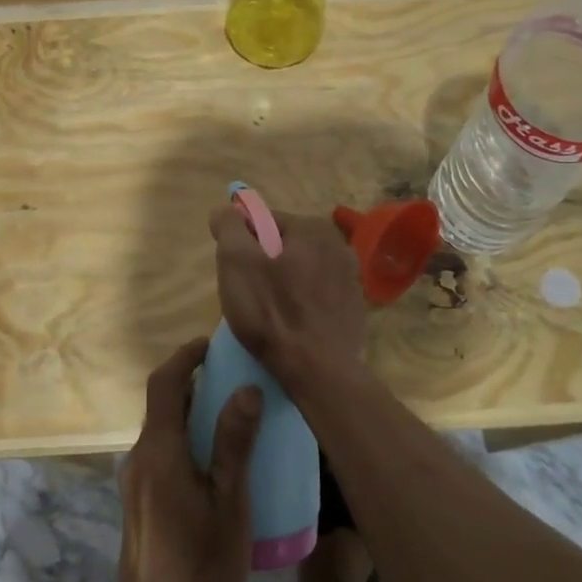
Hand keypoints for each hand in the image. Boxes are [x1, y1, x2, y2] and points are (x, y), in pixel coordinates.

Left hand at [114, 338, 261, 581]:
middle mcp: (140, 457)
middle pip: (162, 404)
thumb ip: (235, 444)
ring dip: (189, 413)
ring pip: (161, 430)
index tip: (211, 345)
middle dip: (192, 383)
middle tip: (232, 378)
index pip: (164, 384)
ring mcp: (134, 481)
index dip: (184, 357)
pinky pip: (160, 453)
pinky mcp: (138, 501)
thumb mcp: (229, 504)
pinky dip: (183, 438)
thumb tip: (247, 388)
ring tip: (229, 417)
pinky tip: (212, 462)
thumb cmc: (199, 563)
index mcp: (160, 450)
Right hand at [207, 205, 367, 395]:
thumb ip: (228, 226)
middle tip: (249, 295)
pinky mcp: (355, 309)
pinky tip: (292, 327)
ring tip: (269, 316)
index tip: (236, 273)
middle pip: (284, 246)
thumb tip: (225, 209)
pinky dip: (303, 305)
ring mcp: (352, 278)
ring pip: (302, 272)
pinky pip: (318, 296)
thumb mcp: (236, 262)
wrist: (319, 372)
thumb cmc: (273, 313)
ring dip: (284, 285)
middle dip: (264, 265)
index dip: (242, 244)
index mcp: (313, 227)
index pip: (264, 221)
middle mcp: (339, 245)